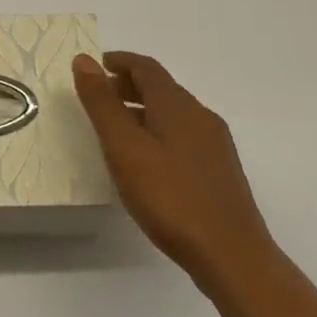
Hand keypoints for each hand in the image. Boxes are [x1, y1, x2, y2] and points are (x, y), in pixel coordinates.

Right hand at [74, 52, 275, 295]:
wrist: (233, 257)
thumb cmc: (171, 197)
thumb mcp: (124, 148)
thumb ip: (102, 103)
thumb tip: (83, 60)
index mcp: (177, 104)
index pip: (146, 67)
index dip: (119, 61)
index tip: (95, 66)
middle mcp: (200, 115)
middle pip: (161, 88)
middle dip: (128, 86)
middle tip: (99, 99)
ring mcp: (215, 144)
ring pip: (173, 113)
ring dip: (143, 111)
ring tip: (117, 132)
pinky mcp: (221, 170)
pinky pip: (184, 136)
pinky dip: (159, 132)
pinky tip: (148, 162)